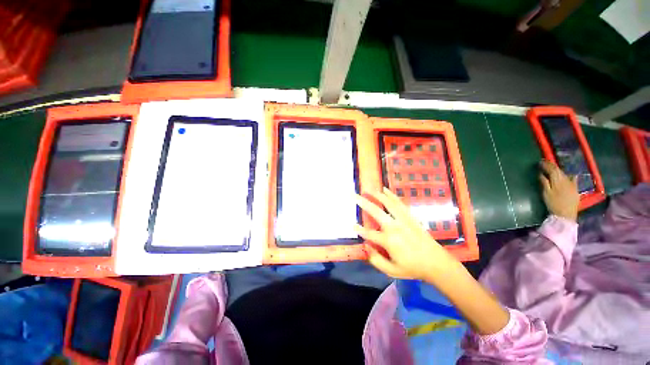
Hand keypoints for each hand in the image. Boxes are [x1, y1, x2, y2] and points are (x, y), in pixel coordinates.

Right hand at [356, 188, 509, 334]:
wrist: (436, 263)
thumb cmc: (413, 268)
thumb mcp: (392, 271)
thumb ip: (376, 260)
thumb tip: (366, 247)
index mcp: (389, 241)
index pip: (369, 233)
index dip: (359, 229)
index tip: (352, 225)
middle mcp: (394, 227)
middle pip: (376, 212)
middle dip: (363, 203)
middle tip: (354, 196)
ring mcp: (403, 220)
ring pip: (388, 204)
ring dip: (377, 196)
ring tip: (368, 190)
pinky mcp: (410, 217)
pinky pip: (399, 203)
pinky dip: (391, 195)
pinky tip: (385, 190)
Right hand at [539, 160, 578, 221]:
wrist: (566, 214)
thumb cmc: (553, 203)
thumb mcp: (546, 193)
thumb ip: (544, 182)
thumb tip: (541, 174)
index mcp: (558, 180)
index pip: (552, 169)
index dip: (546, 165)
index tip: (540, 162)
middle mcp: (566, 180)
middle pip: (559, 170)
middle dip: (552, 166)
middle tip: (545, 163)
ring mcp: (572, 184)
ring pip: (565, 174)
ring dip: (559, 170)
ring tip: (554, 169)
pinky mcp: (575, 189)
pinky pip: (573, 179)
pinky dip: (571, 176)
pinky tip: (571, 174)